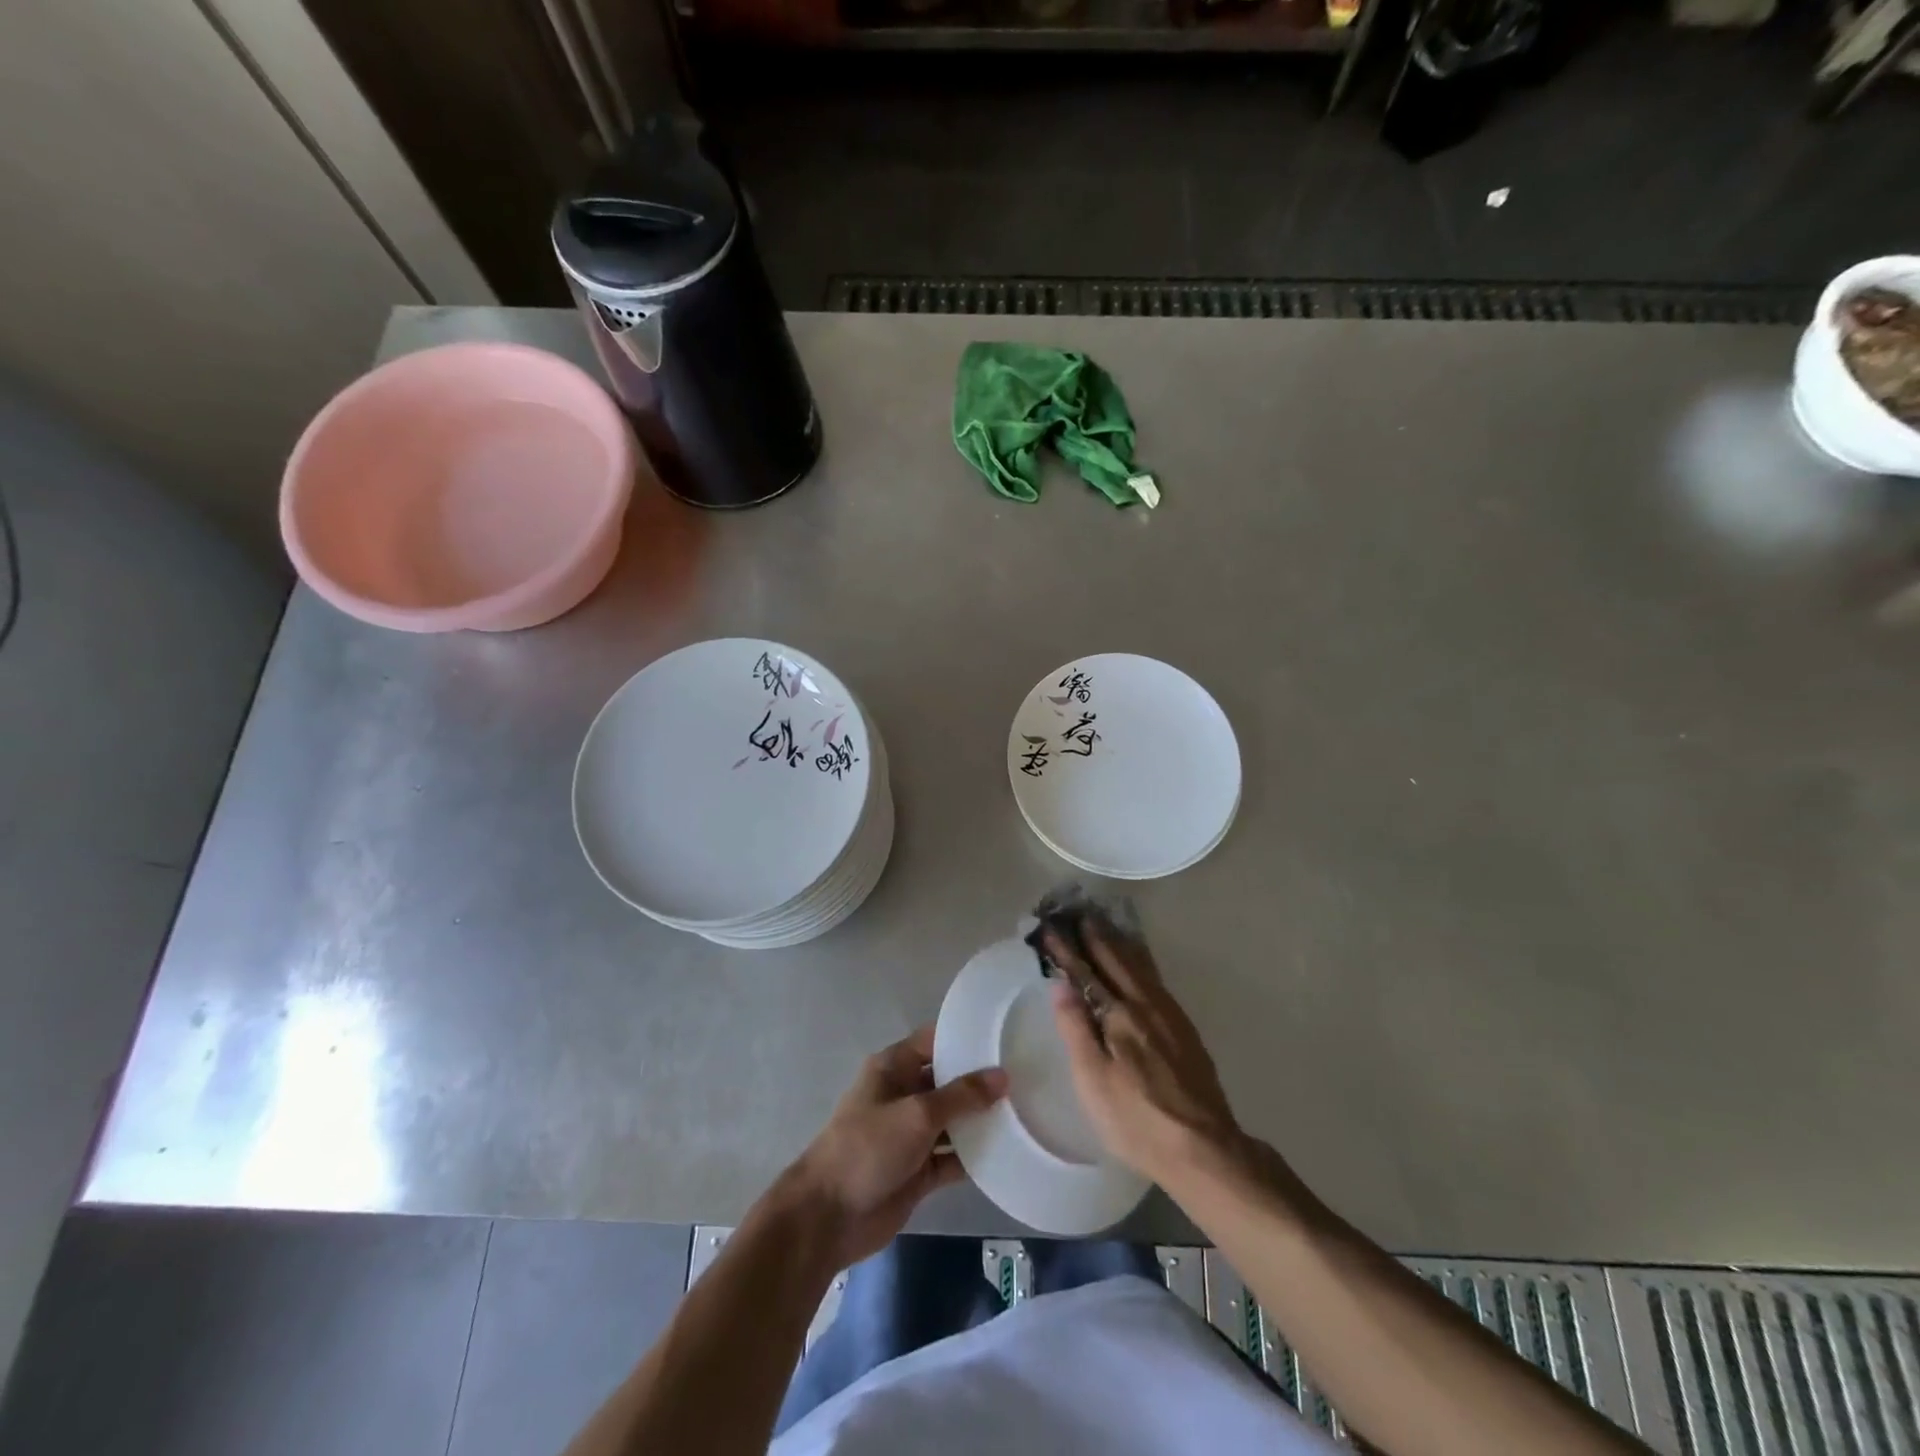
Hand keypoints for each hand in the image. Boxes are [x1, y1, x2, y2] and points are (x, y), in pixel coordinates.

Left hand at [781, 1025, 1006, 1267]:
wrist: (829, 1217)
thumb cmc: (868, 1147)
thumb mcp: (917, 1114)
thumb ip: (961, 1095)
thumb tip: (1002, 1076)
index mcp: (894, 1068)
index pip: (935, 1041)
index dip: (966, 1037)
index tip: (1005, 1037)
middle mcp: (904, 1094)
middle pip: (948, 1081)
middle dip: (981, 1081)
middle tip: (1027, 1077)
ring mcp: (911, 1134)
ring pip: (953, 1121)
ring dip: (981, 1121)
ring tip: (1025, 1113)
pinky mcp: (917, 1170)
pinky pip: (952, 1157)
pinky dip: (973, 1157)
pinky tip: (1007, 1154)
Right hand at [1044, 917, 1242, 1187]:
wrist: (1205, 1148)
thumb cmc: (1136, 1119)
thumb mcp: (1093, 1080)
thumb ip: (1076, 1029)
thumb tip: (1061, 985)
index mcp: (1120, 1015)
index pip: (1086, 973)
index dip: (1068, 951)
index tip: (1052, 928)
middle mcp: (1146, 1005)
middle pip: (1118, 961)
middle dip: (1097, 937)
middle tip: (1080, 913)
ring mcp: (1170, 1015)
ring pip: (1141, 967)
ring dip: (1120, 944)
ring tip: (1107, 926)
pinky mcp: (1185, 1030)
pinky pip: (1156, 980)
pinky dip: (1142, 962)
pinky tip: (1141, 965)